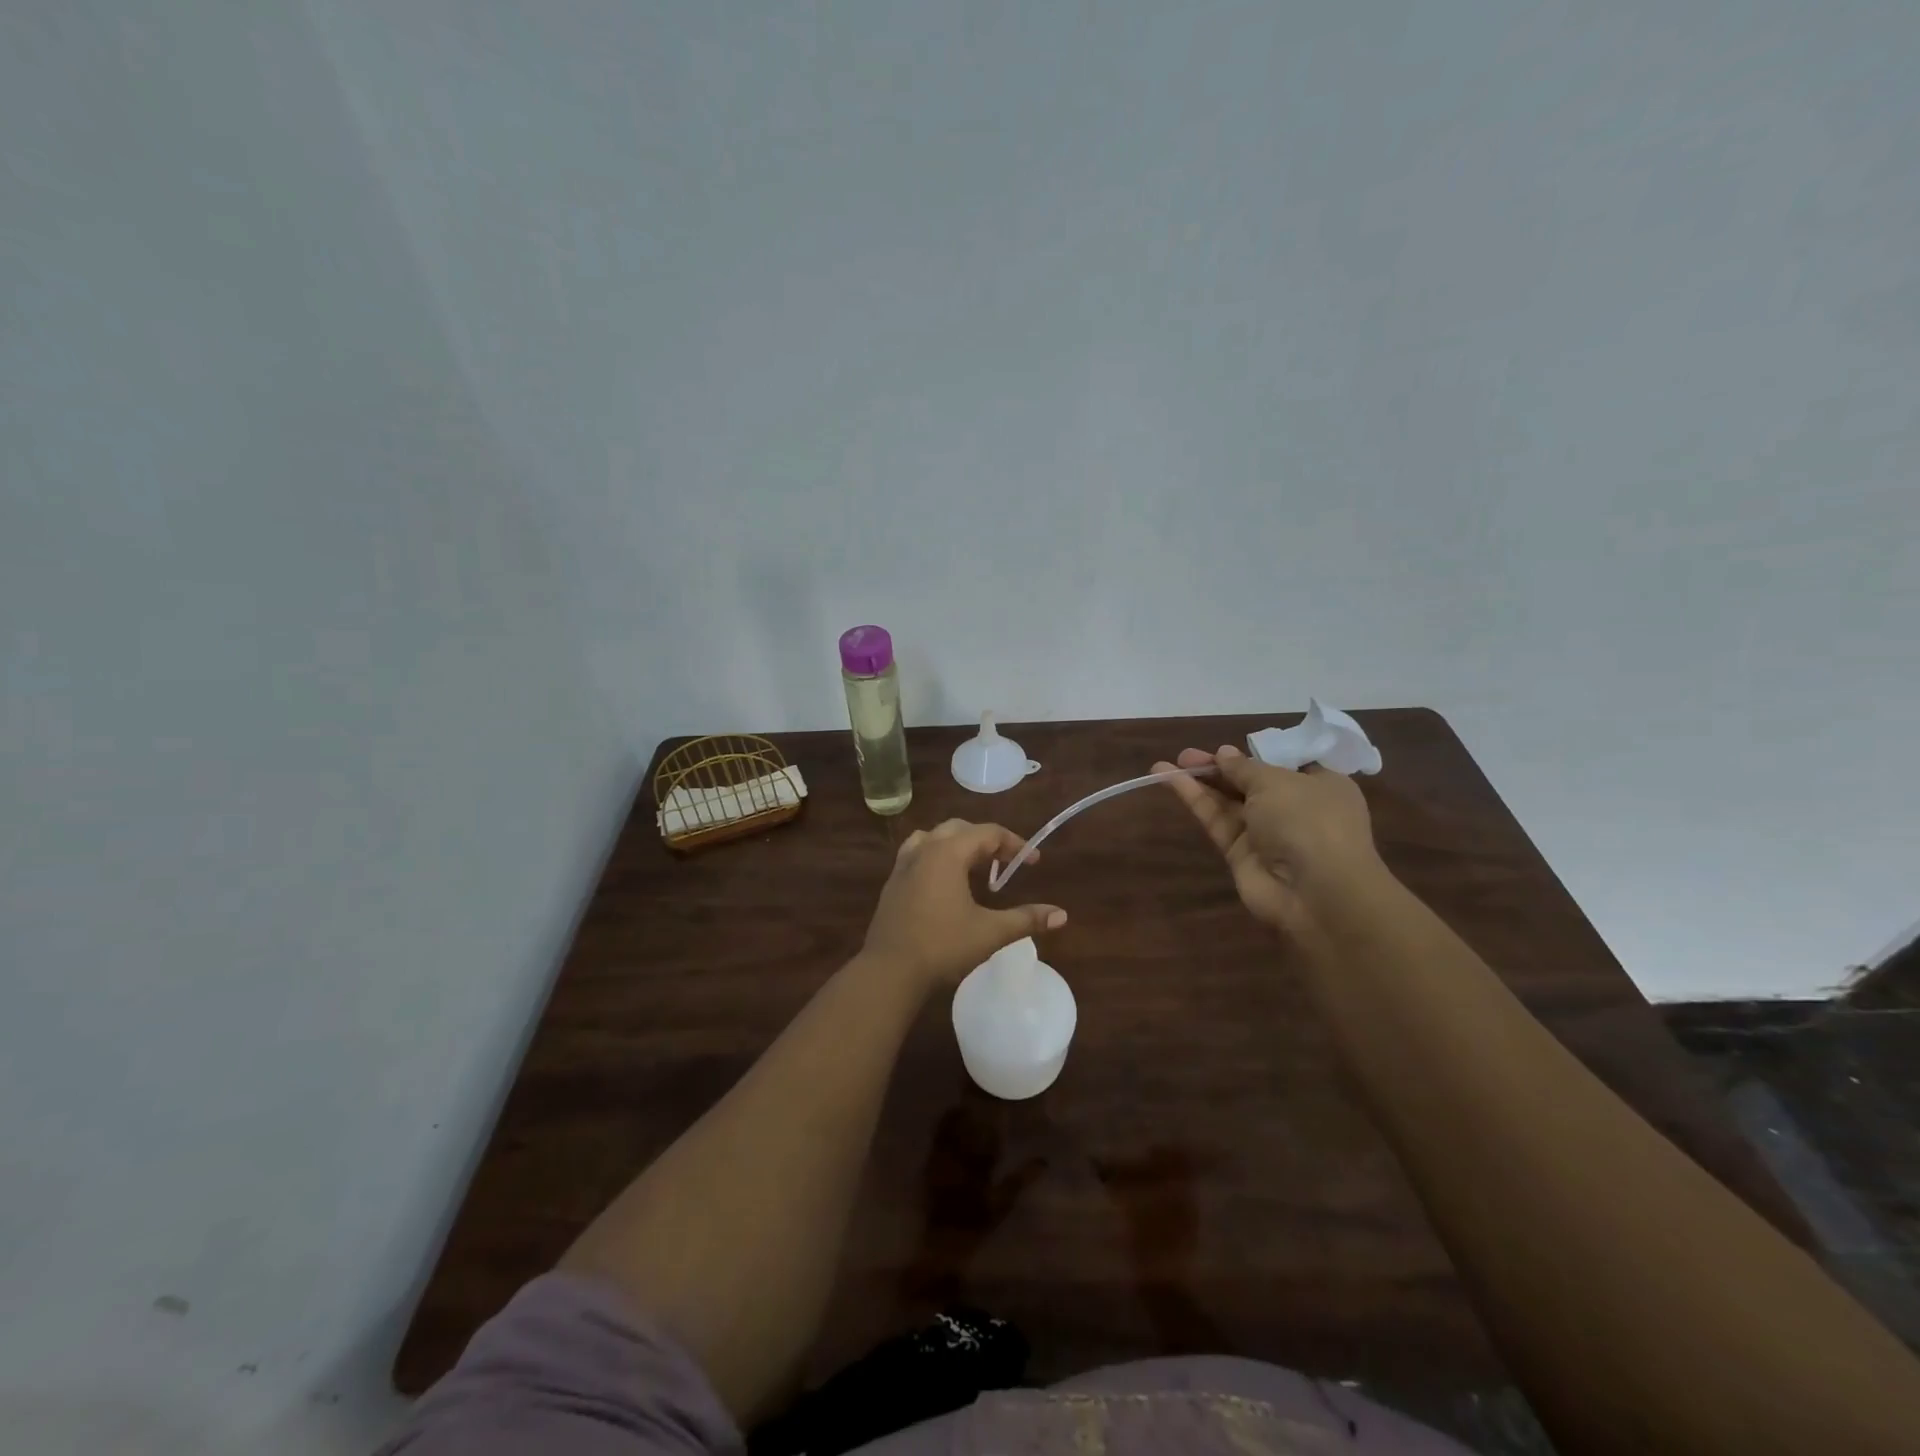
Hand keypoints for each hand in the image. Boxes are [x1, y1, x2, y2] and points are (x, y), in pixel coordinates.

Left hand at [861, 820, 1066, 987]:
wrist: (889, 970)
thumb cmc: (942, 946)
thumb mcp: (990, 932)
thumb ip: (1026, 919)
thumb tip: (1061, 914)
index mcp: (948, 852)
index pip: (987, 833)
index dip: (1014, 844)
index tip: (1033, 862)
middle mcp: (924, 849)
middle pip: (960, 829)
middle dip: (986, 842)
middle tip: (1006, 864)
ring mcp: (904, 865)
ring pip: (934, 838)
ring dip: (958, 845)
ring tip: (975, 868)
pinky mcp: (892, 883)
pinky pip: (918, 854)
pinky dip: (937, 857)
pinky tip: (945, 884)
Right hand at [1155, 745, 1384, 935]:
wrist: (1315, 893)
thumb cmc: (1308, 821)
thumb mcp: (1276, 781)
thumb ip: (1244, 767)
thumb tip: (1224, 753)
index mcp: (1319, 785)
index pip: (1284, 765)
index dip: (1253, 755)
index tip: (1227, 749)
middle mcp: (1294, 808)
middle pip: (1249, 782)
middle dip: (1218, 767)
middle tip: (1186, 755)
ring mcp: (1266, 833)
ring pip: (1228, 801)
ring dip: (1200, 781)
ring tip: (1164, 765)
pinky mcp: (1240, 853)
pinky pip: (1216, 819)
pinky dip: (1194, 799)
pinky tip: (1169, 779)